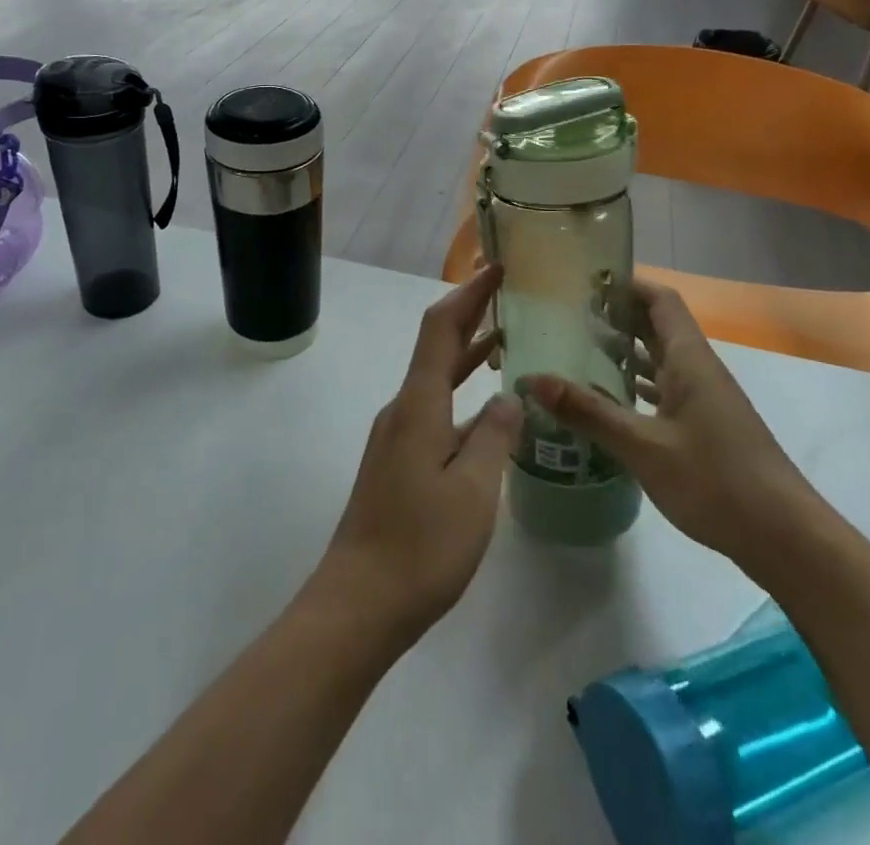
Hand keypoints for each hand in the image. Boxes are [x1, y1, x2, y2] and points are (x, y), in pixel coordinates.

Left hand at [309, 265, 522, 650]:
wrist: (360, 602)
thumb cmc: (420, 545)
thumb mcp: (473, 490)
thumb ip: (494, 436)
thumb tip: (510, 395)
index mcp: (419, 404)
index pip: (441, 328)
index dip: (468, 293)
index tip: (496, 267)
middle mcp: (403, 408)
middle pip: (437, 346)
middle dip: (470, 313)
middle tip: (508, 292)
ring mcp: (397, 435)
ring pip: (436, 378)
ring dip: (467, 353)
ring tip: (507, 338)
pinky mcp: (397, 460)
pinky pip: (434, 408)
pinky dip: (461, 392)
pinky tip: (487, 410)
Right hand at [523, 277, 820, 569]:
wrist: (786, 539)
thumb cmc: (716, 481)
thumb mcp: (644, 447)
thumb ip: (588, 412)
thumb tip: (531, 379)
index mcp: (689, 359)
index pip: (660, 299)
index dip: (626, 283)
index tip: (585, 281)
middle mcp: (698, 369)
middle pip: (657, 325)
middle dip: (616, 314)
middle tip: (567, 314)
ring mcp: (704, 399)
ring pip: (660, 358)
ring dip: (625, 349)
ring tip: (577, 349)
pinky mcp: (705, 426)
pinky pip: (664, 388)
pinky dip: (636, 384)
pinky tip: (608, 399)